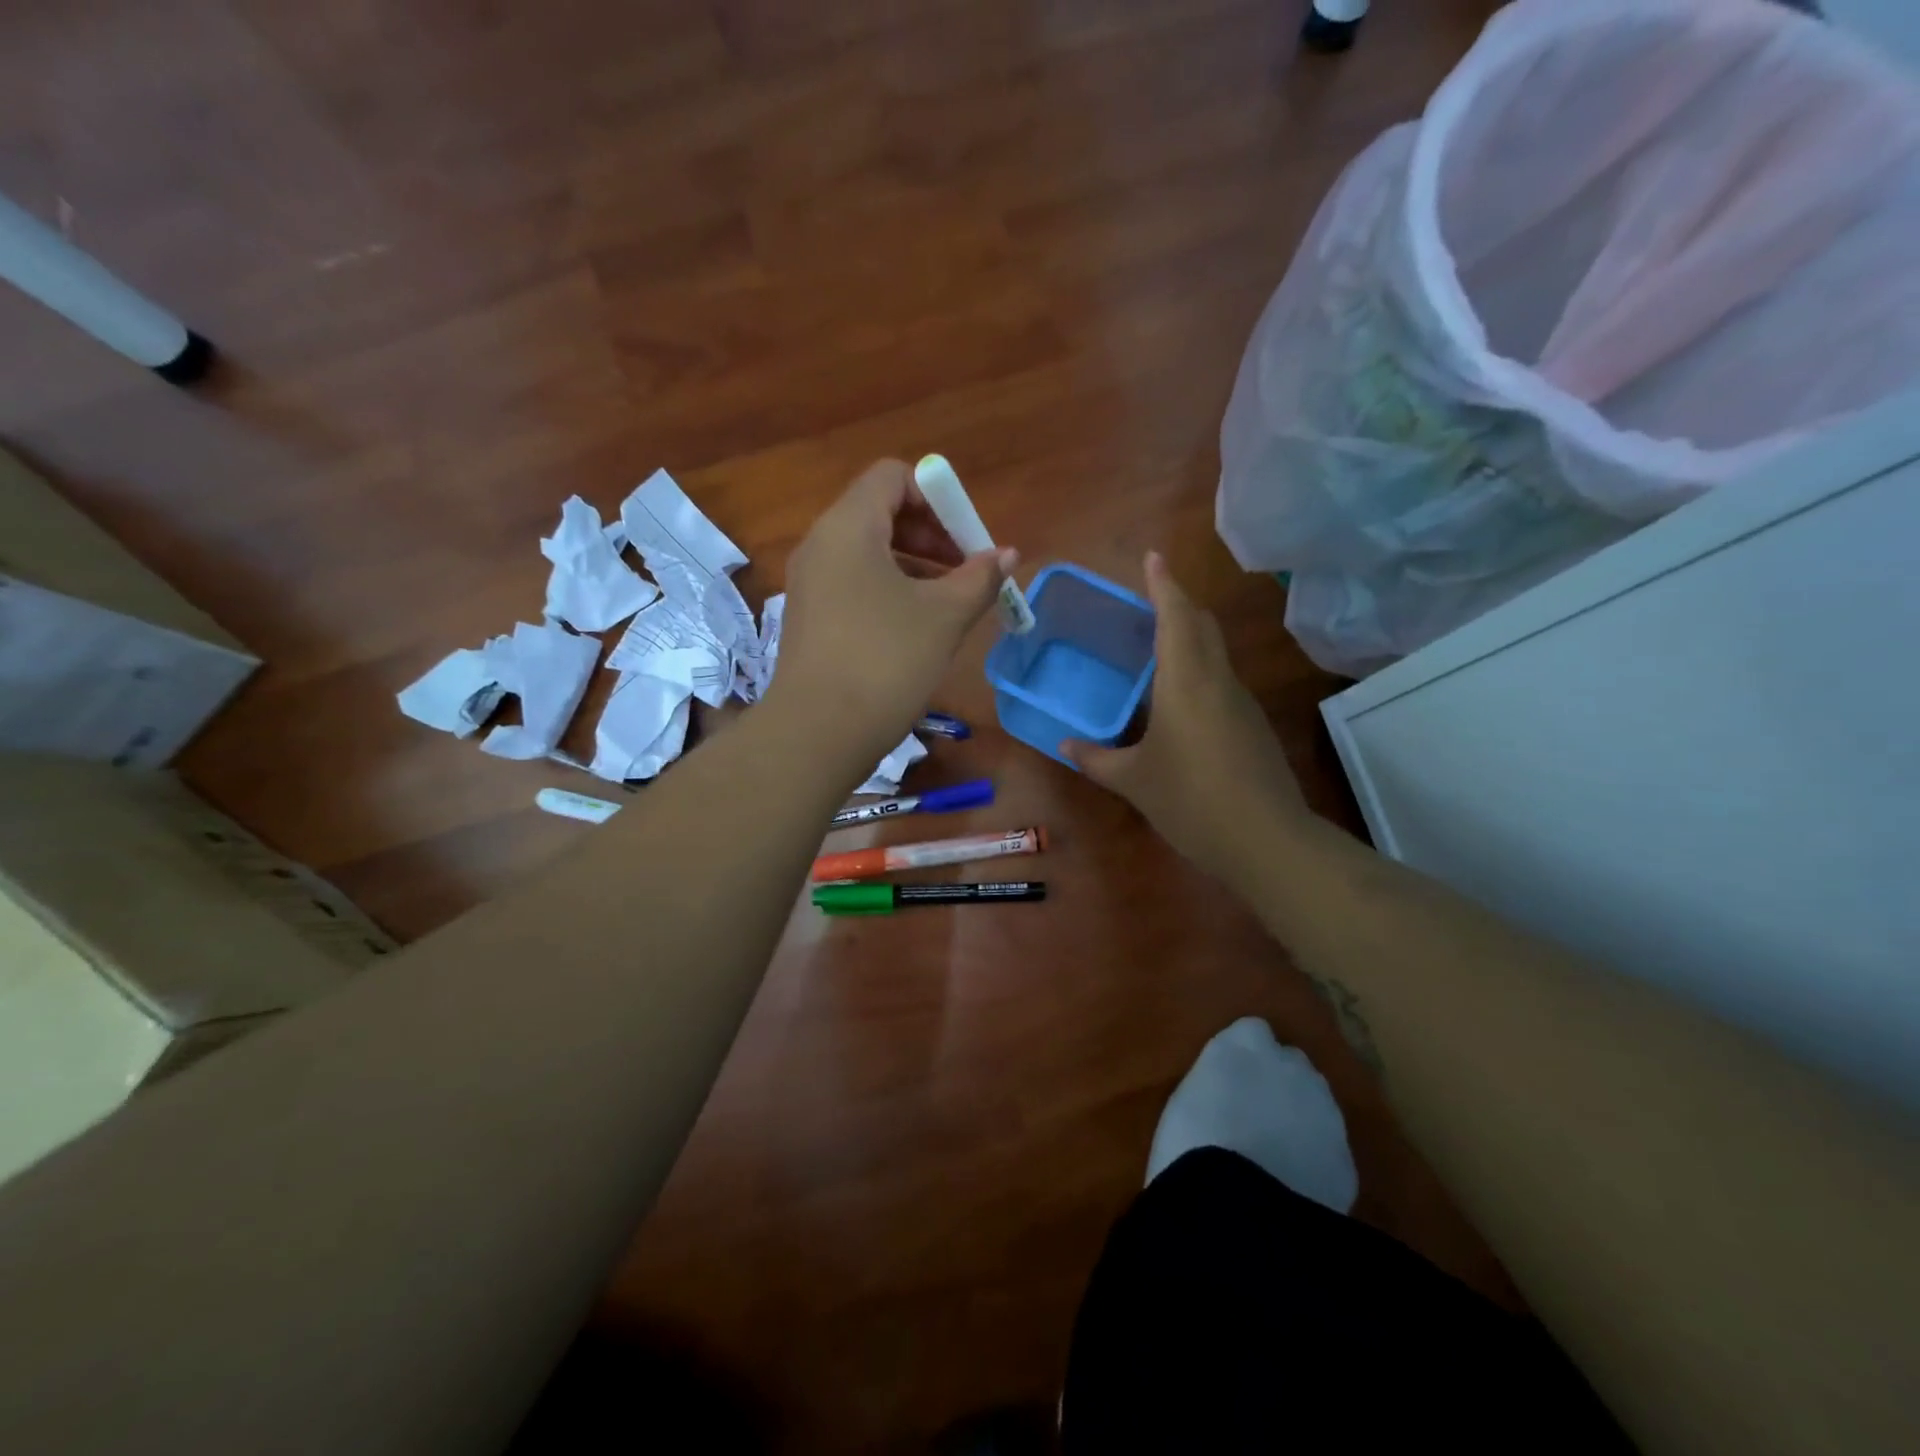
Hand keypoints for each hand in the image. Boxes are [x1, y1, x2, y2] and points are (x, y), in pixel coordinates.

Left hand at [774, 459, 1014, 761]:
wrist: (818, 732)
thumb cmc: (886, 660)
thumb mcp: (944, 616)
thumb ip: (980, 578)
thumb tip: (1007, 554)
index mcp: (848, 526)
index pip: (893, 477)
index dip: (937, 498)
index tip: (966, 540)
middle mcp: (821, 545)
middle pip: (881, 512)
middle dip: (931, 535)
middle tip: (966, 572)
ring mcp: (809, 584)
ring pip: (868, 553)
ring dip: (914, 566)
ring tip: (950, 604)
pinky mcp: (809, 618)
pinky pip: (854, 584)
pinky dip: (888, 591)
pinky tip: (915, 629)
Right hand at [1063, 552, 1305, 884]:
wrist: (1266, 841)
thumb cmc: (1191, 801)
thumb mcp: (1134, 780)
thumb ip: (1097, 758)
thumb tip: (1066, 744)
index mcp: (1186, 682)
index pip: (1176, 617)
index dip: (1163, 585)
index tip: (1152, 557)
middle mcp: (1217, 680)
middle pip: (1202, 625)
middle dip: (1178, 603)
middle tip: (1148, 599)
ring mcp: (1240, 702)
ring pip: (1214, 651)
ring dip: (1189, 635)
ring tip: (1156, 643)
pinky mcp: (1251, 725)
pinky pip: (1220, 679)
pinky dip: (1198, 668)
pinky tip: (1177, 695)